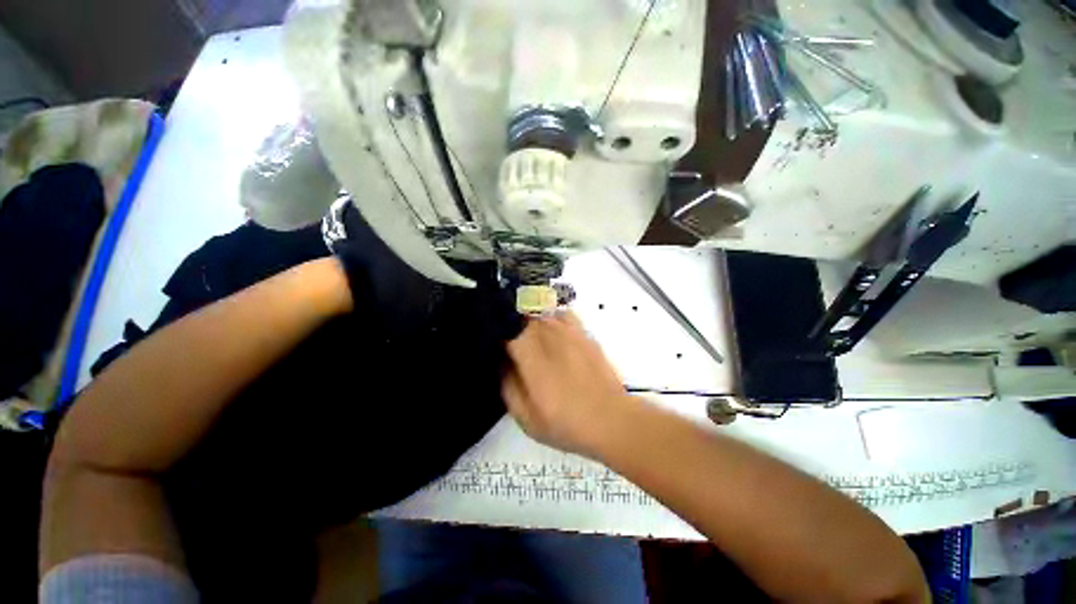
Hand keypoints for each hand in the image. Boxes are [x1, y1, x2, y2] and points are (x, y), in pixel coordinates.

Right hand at [502, 312, 630, 456]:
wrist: (611, 420)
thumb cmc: (566, 422)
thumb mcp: (526, 416)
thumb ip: (507, 384)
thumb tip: (501, 359)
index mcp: (531, 353)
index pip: (505, 325)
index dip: (495, 330)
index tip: (493, 341)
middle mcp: (549, 334)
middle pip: (521, 314)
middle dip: (510, 324)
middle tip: (509, 344)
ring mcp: (569, 330)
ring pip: (540, 311)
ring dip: (529, 320)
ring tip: (529, 339)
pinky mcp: (584, 332)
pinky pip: (561, 314)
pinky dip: (551, 318)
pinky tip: (552, 334)